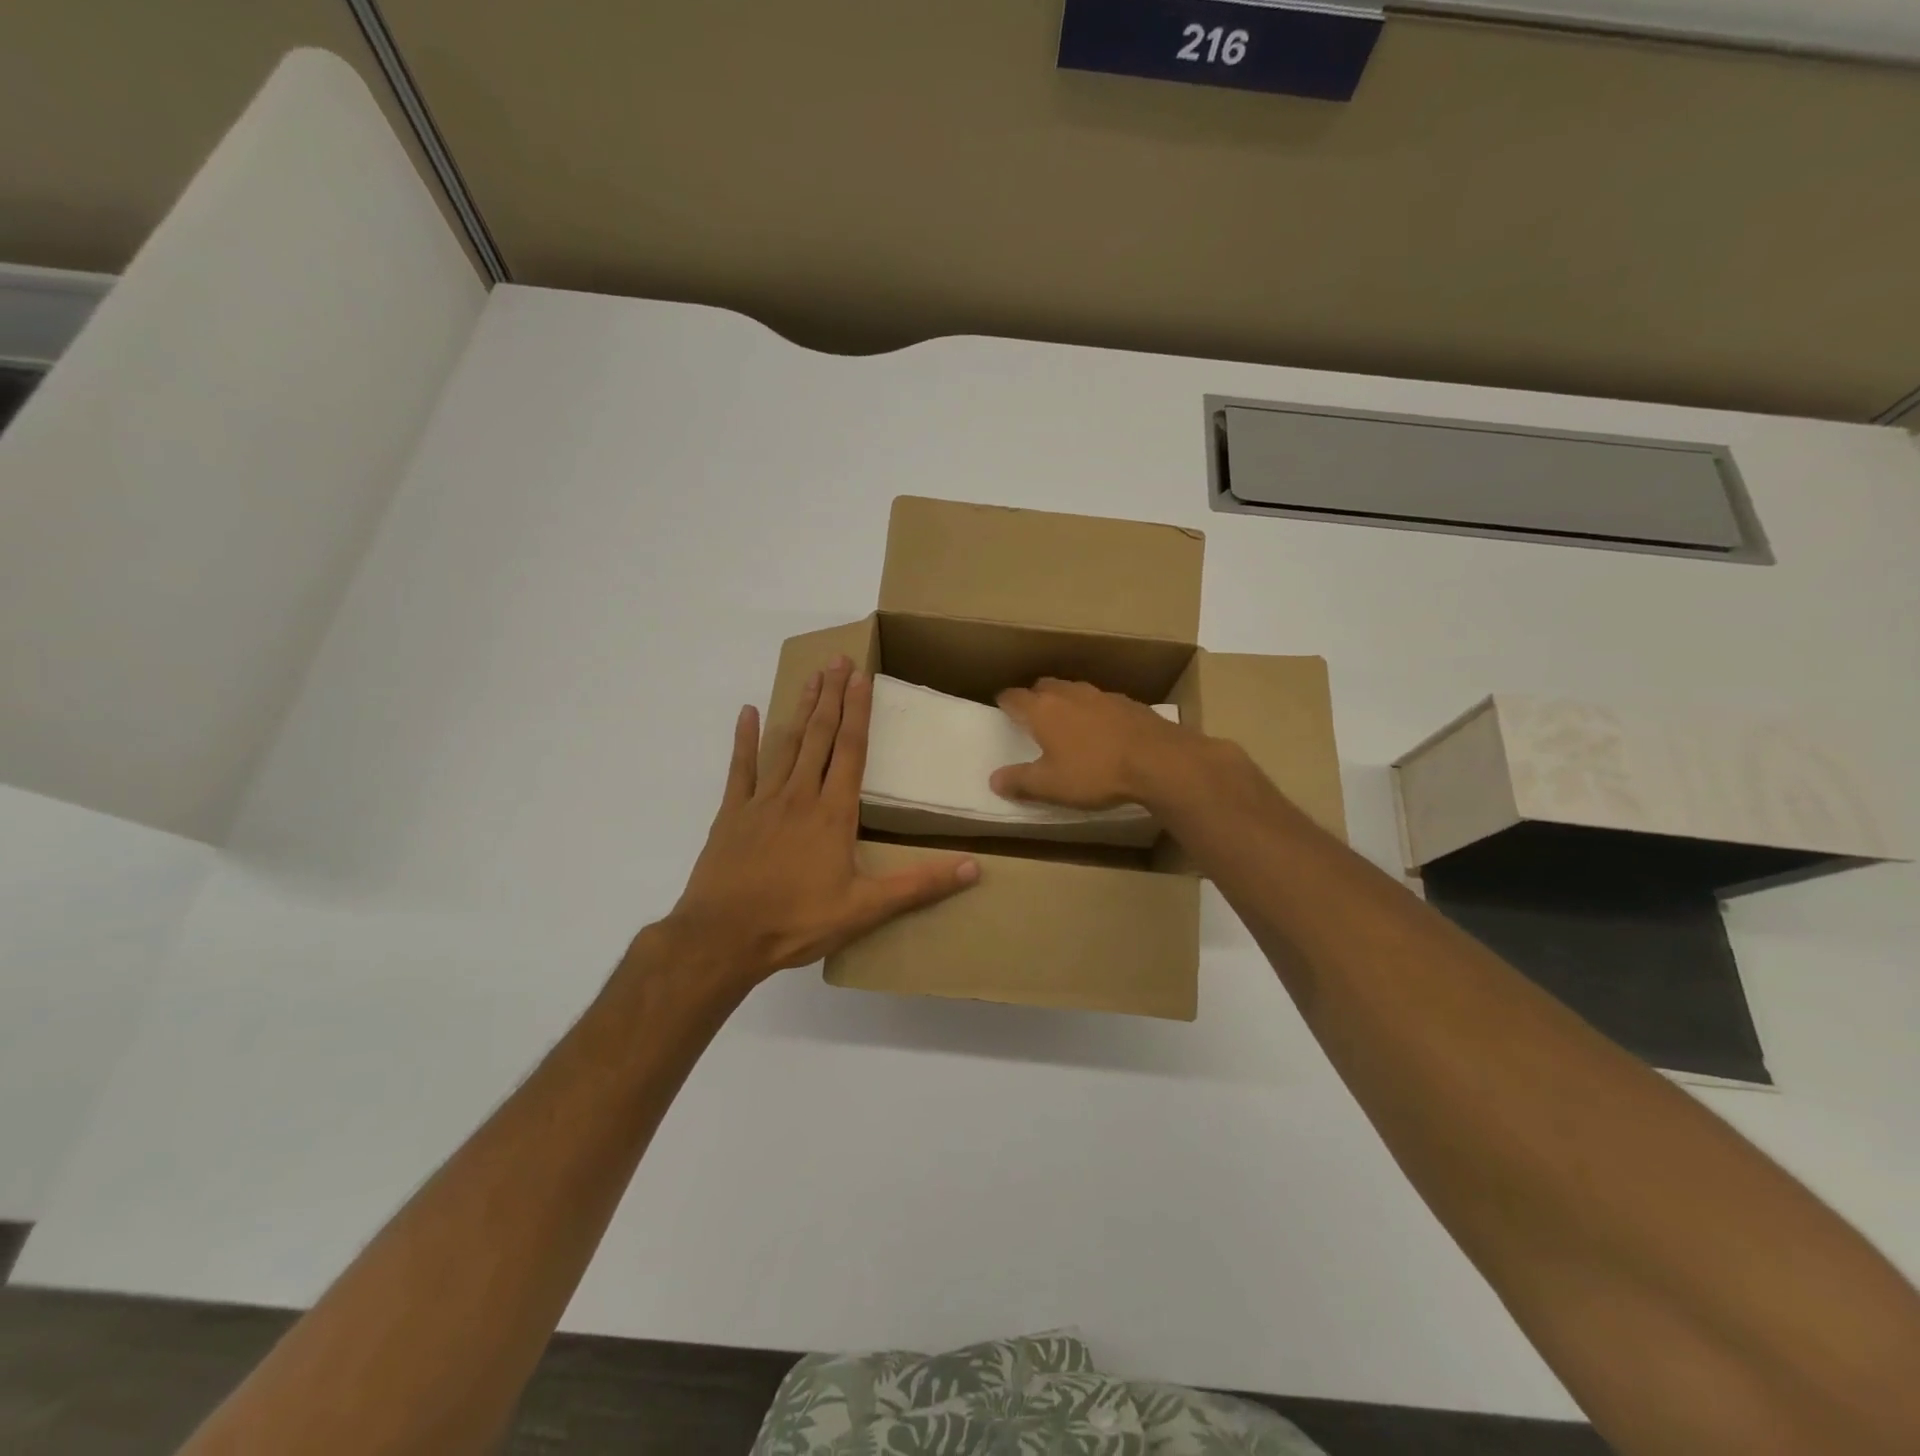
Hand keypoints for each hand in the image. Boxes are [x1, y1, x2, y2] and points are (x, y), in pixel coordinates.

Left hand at [662, 657, 978, 986]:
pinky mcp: (732, 814)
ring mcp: (762, 801)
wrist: (723, 937)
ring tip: (812, 678)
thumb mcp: (866, 909)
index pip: (851, 751)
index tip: (862, 677)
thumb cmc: (798, 921)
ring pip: (786, 744)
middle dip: (832, 696)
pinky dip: (744, 739)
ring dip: (801, 710)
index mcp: (833, 813)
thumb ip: (919, 885)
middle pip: (820, 736)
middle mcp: (800, 795)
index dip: (858, 712)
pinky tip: (748, 712)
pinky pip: (740, 768)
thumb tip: (974, 870)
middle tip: (838, 659)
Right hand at [989, 677, 1200, 809]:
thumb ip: (1020, 781)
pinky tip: (1102, 729)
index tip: (1001, 707)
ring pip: (1074, 690)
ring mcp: (1101, 694)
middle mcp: (1069, 693)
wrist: (1158, 760)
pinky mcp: (1128, 702)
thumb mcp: (1050, 786)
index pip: (1014, 696)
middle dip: (1035, 696)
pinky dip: (1094, 711)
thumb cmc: (1095, 772)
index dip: (1005, 702)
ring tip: (1067, 721)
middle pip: (1044, 685)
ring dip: (1066, 701)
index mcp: (1043, 709)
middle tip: (1033, 714)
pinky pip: (1101, 701)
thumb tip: (994, 780)